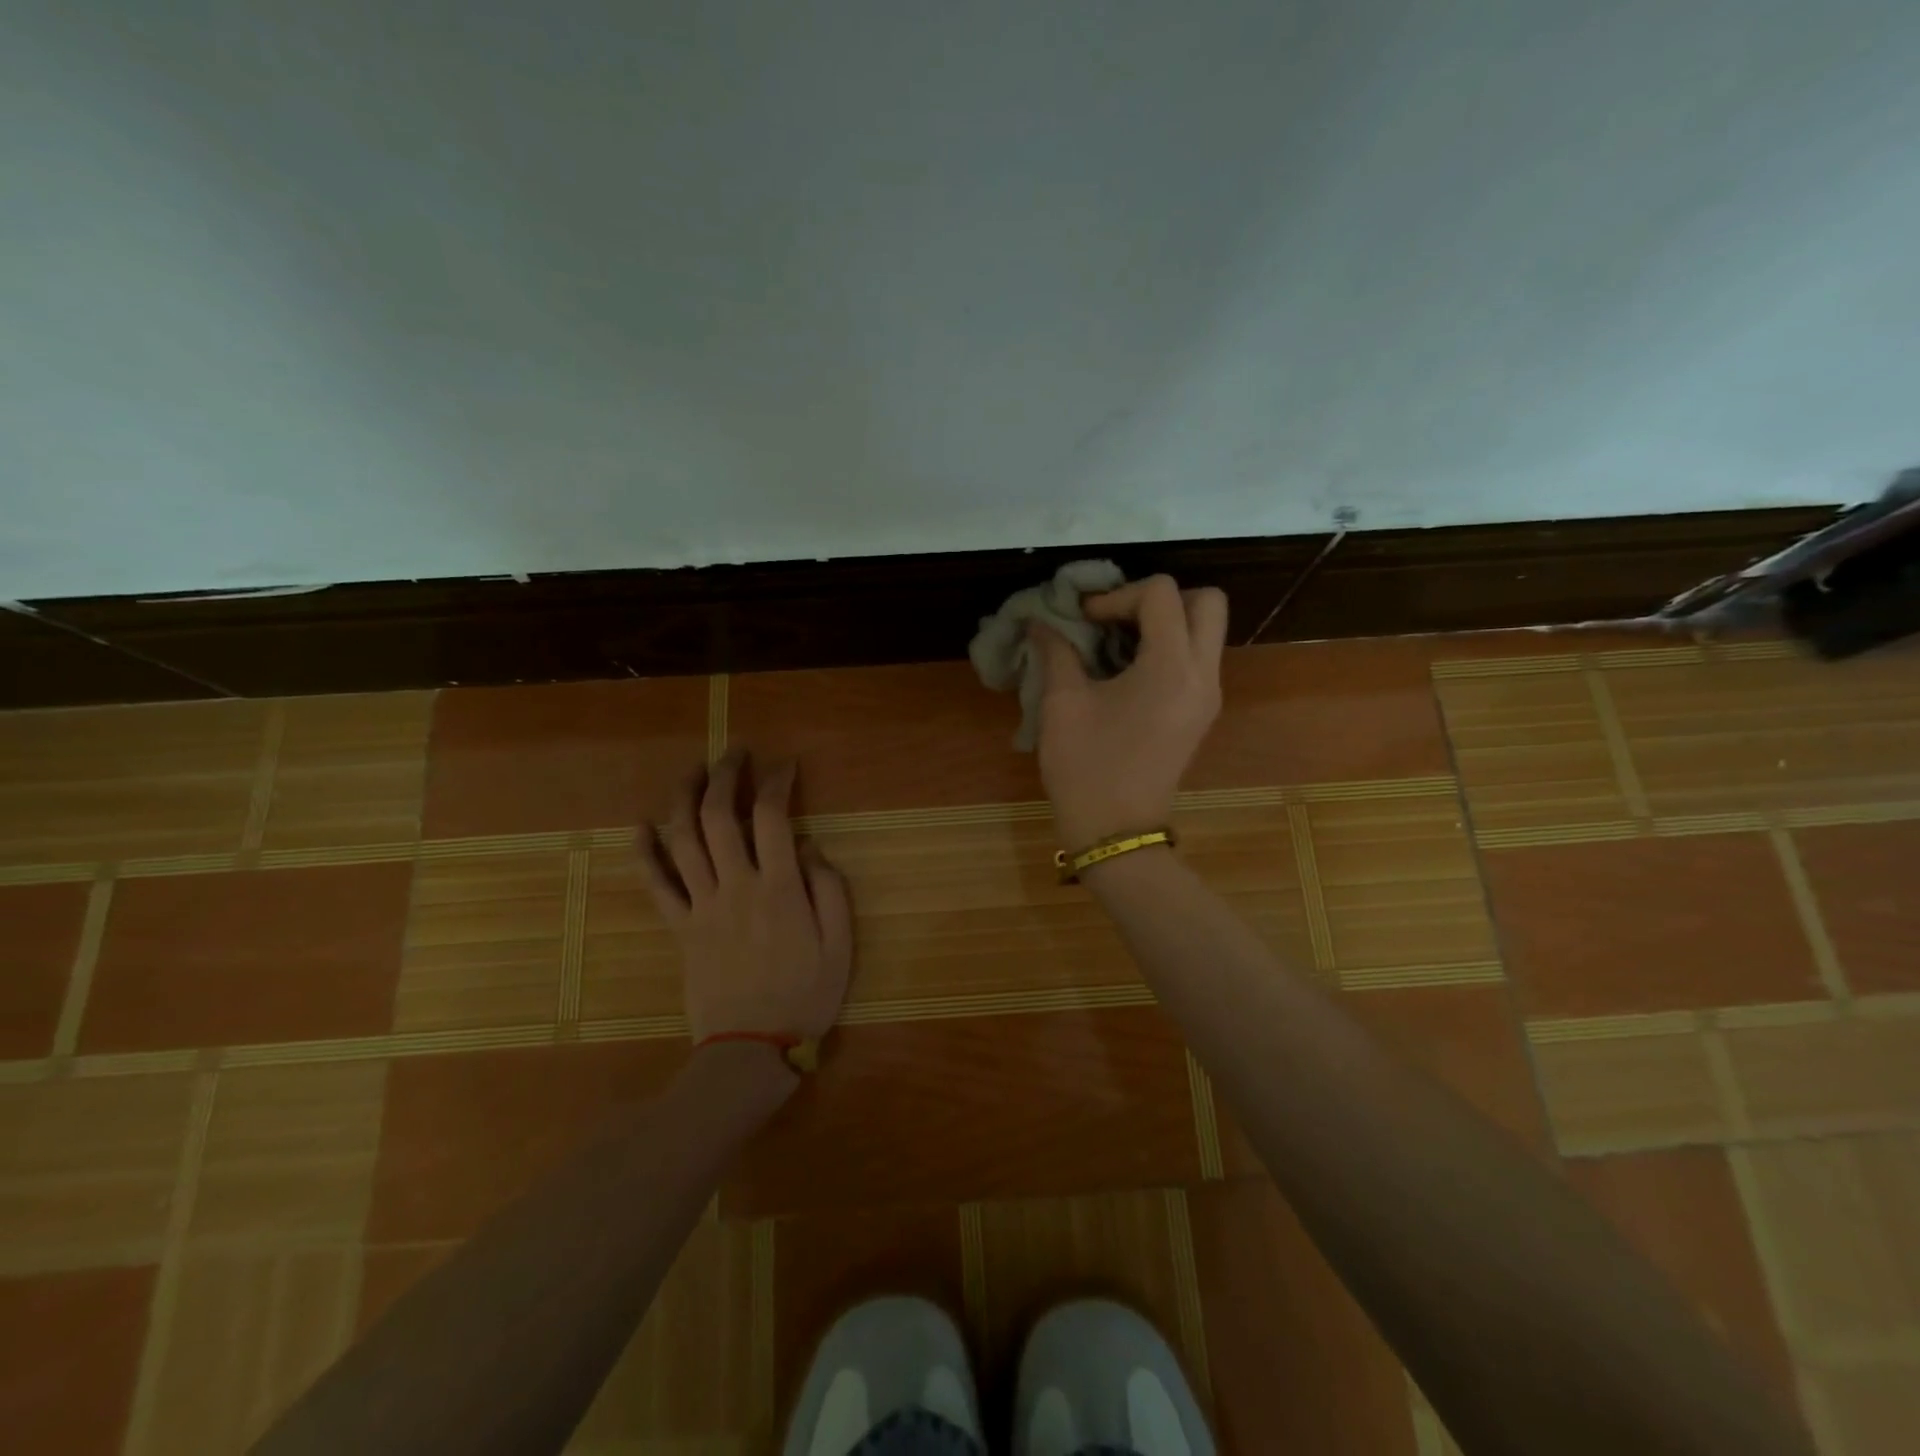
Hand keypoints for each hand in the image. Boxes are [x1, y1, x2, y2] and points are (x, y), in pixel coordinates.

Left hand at [639, 751, 852, 1046]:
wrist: (752, 1049)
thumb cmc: (806, 995)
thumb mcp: (841, 945)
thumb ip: (829, 890)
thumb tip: (809, 848)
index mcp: (780, 888)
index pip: (773, 817)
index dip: (777, 782)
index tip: (785, 765)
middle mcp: (736, 886)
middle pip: (719, 816)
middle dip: (725, 776)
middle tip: (734, 753)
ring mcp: (701, 906)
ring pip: (682, 840)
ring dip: (683, 798)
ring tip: (692, 771)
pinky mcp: (679, 928)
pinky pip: (655, 885)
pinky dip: (644, 853)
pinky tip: (641, 827)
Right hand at [1029, 574, 1227, 848]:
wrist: (1116, 832)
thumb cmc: (1086, 767)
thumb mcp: (1062, 704)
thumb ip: (1056, 652)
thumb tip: (1040, 622)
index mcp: (1171, 666)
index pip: (1161, 593)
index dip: (1117, 594)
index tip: (1084, 619)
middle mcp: (1202, 674)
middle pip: (1206, 601)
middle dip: (1159, 598)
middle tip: (1117, 619)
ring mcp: (1208, 695)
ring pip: (1206, 630)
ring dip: (1166, 622)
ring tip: (1117, 642)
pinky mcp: (1202, 713)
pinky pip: (1197, 658)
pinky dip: (1168, 648)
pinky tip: (1126, 669)